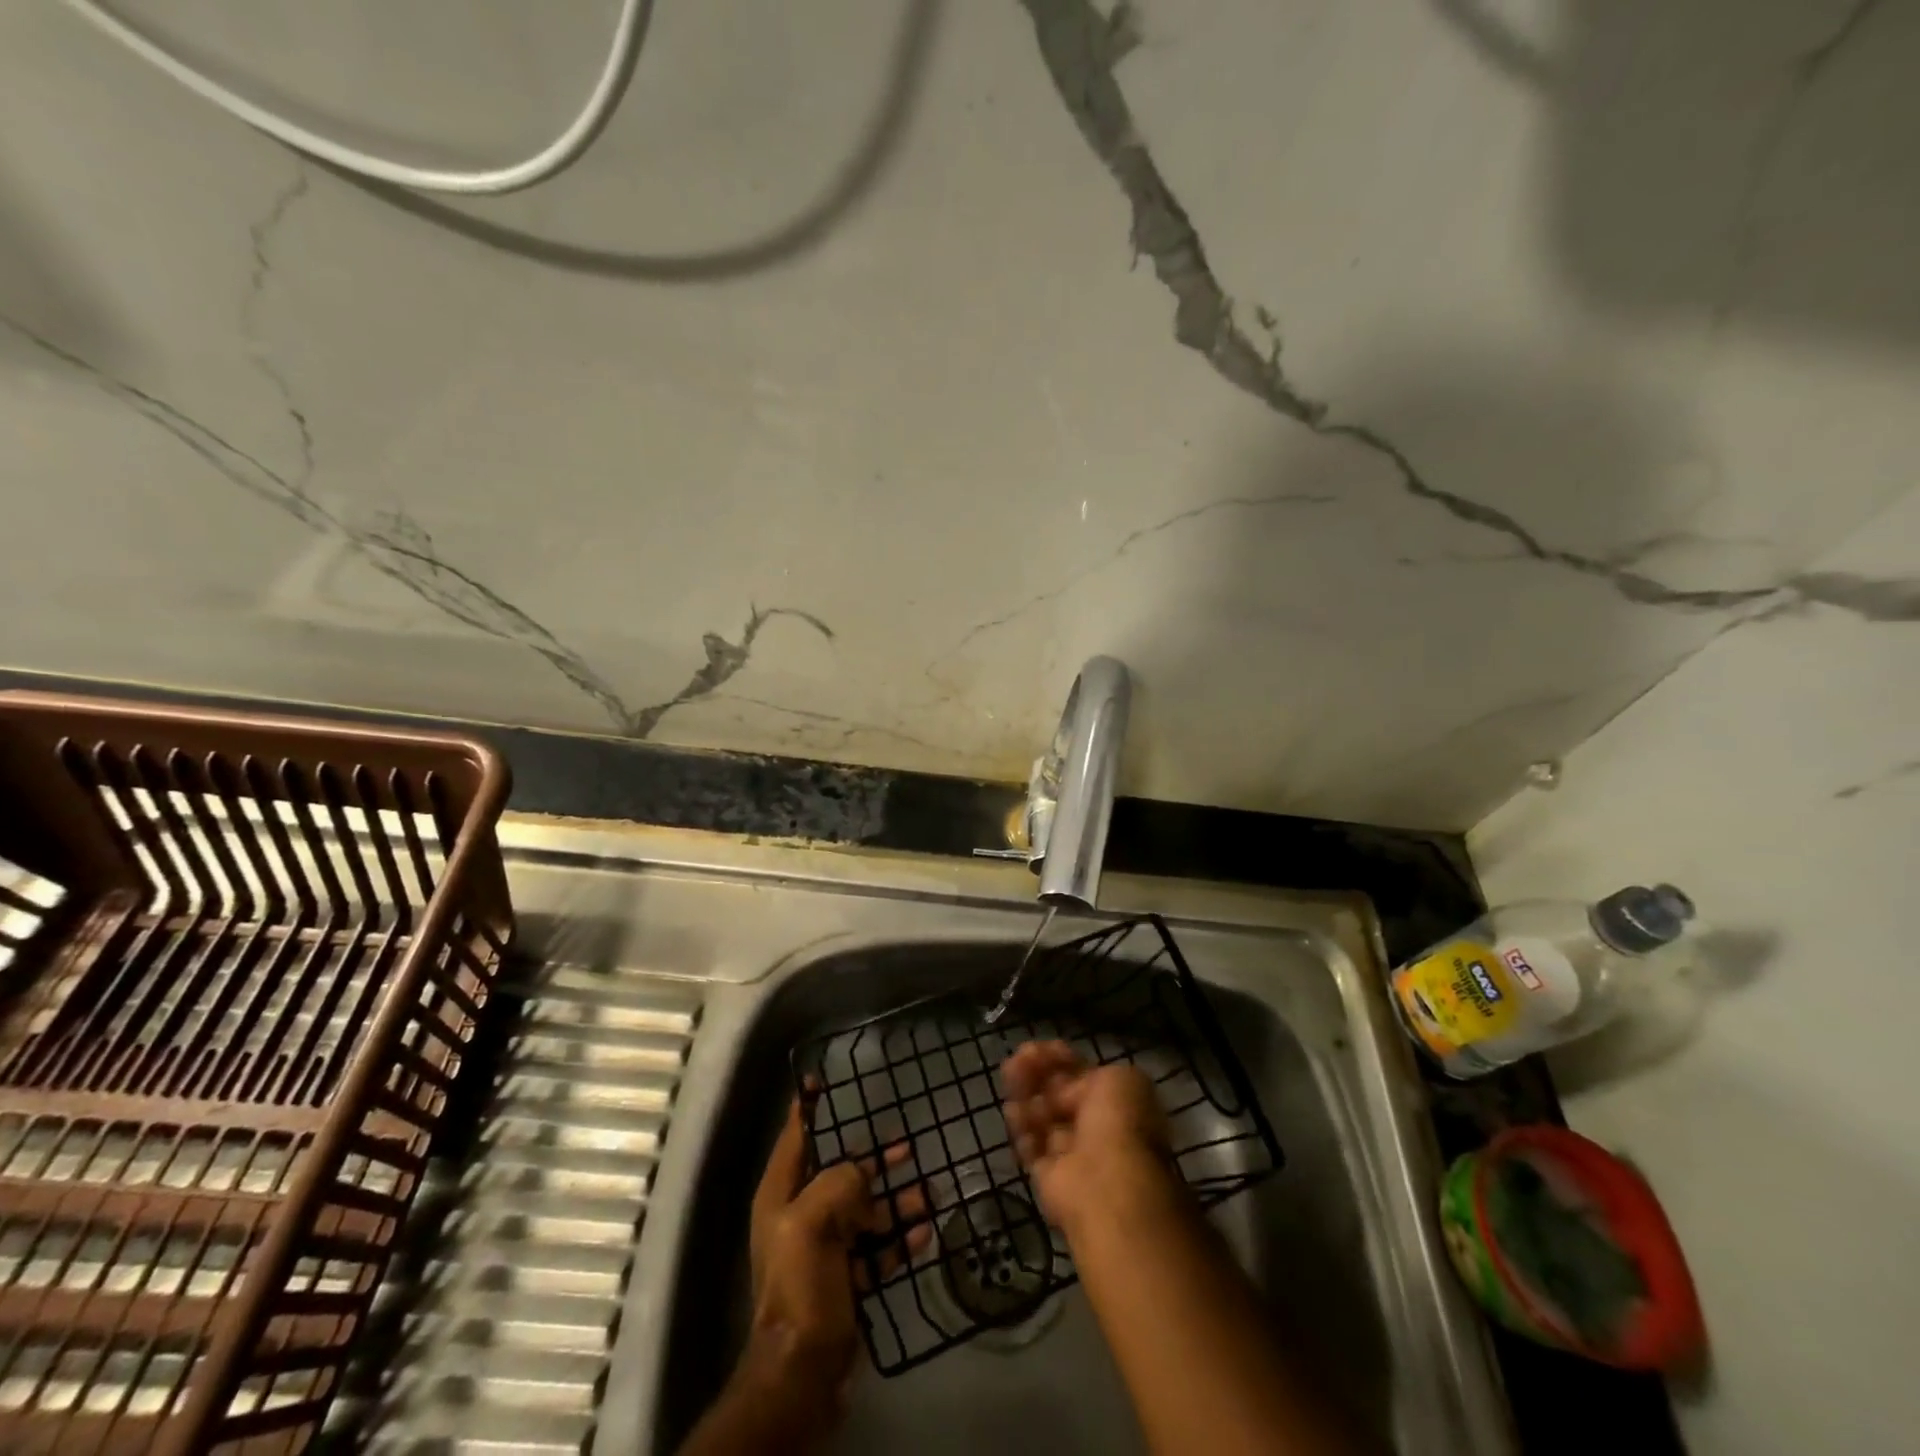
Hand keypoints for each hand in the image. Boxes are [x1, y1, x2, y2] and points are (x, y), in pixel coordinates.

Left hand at [734, 1092, 927, 1435]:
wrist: (802, 1373)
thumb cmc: (800, 1287)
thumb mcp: (812, 1223)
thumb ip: (840, 1183)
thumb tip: (864, 1175)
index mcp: (781, 1196)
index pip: (796, 1137)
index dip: (808, 1108)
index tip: (821, 1080)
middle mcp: (800, 1216)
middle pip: (840, 1173)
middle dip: (873, 1160)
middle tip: (907, 1143)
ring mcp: (824, 1250)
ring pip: (864, 1211)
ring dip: (896, 1201)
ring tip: (930, 1191)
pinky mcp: (847, 1280)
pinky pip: (877, 1248)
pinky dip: (899, 1239)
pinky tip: (925, 1231)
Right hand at [1001, 1041, 1184, 1239]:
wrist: (1106, 1184)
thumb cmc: (1118, 1123)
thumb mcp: (1119, 1079)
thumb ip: (1090, 1074)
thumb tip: (1065, 1089)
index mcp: (1119, 1105)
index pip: (1085, 1076)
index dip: (1062, 1060)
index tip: (1041, 1047)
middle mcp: (1097, 1129)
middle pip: (1060, 1094)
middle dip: (1039, 1072)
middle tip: (1019, 1056)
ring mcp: (1072, 1154)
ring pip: (1043, 1116)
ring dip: (1025, 1093)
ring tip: (1010, 1072)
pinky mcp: (1048, 1176)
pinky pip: (1031, 1146)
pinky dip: (1021, 1127)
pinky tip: (1012, 1108)